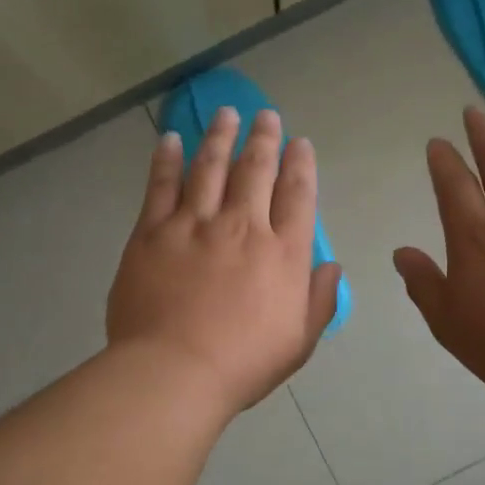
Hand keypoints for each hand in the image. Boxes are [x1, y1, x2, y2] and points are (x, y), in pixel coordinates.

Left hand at [108, 106, 343, 414]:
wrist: (175, 372)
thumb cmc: (243, 364)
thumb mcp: (299, 341)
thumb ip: (320, 300)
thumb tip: (332, 266)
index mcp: (283, 252)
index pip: (297, 194)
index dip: (301, 164)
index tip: (300, 143)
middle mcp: (243, 226)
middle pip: (256, 169)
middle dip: (264, 138)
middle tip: (267, 115)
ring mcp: (194, 225)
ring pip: (210, 166)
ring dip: (220, 135)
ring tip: (226, 113)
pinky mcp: (153, 232)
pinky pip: (161, 185)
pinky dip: (167, 159)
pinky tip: (172, 139)